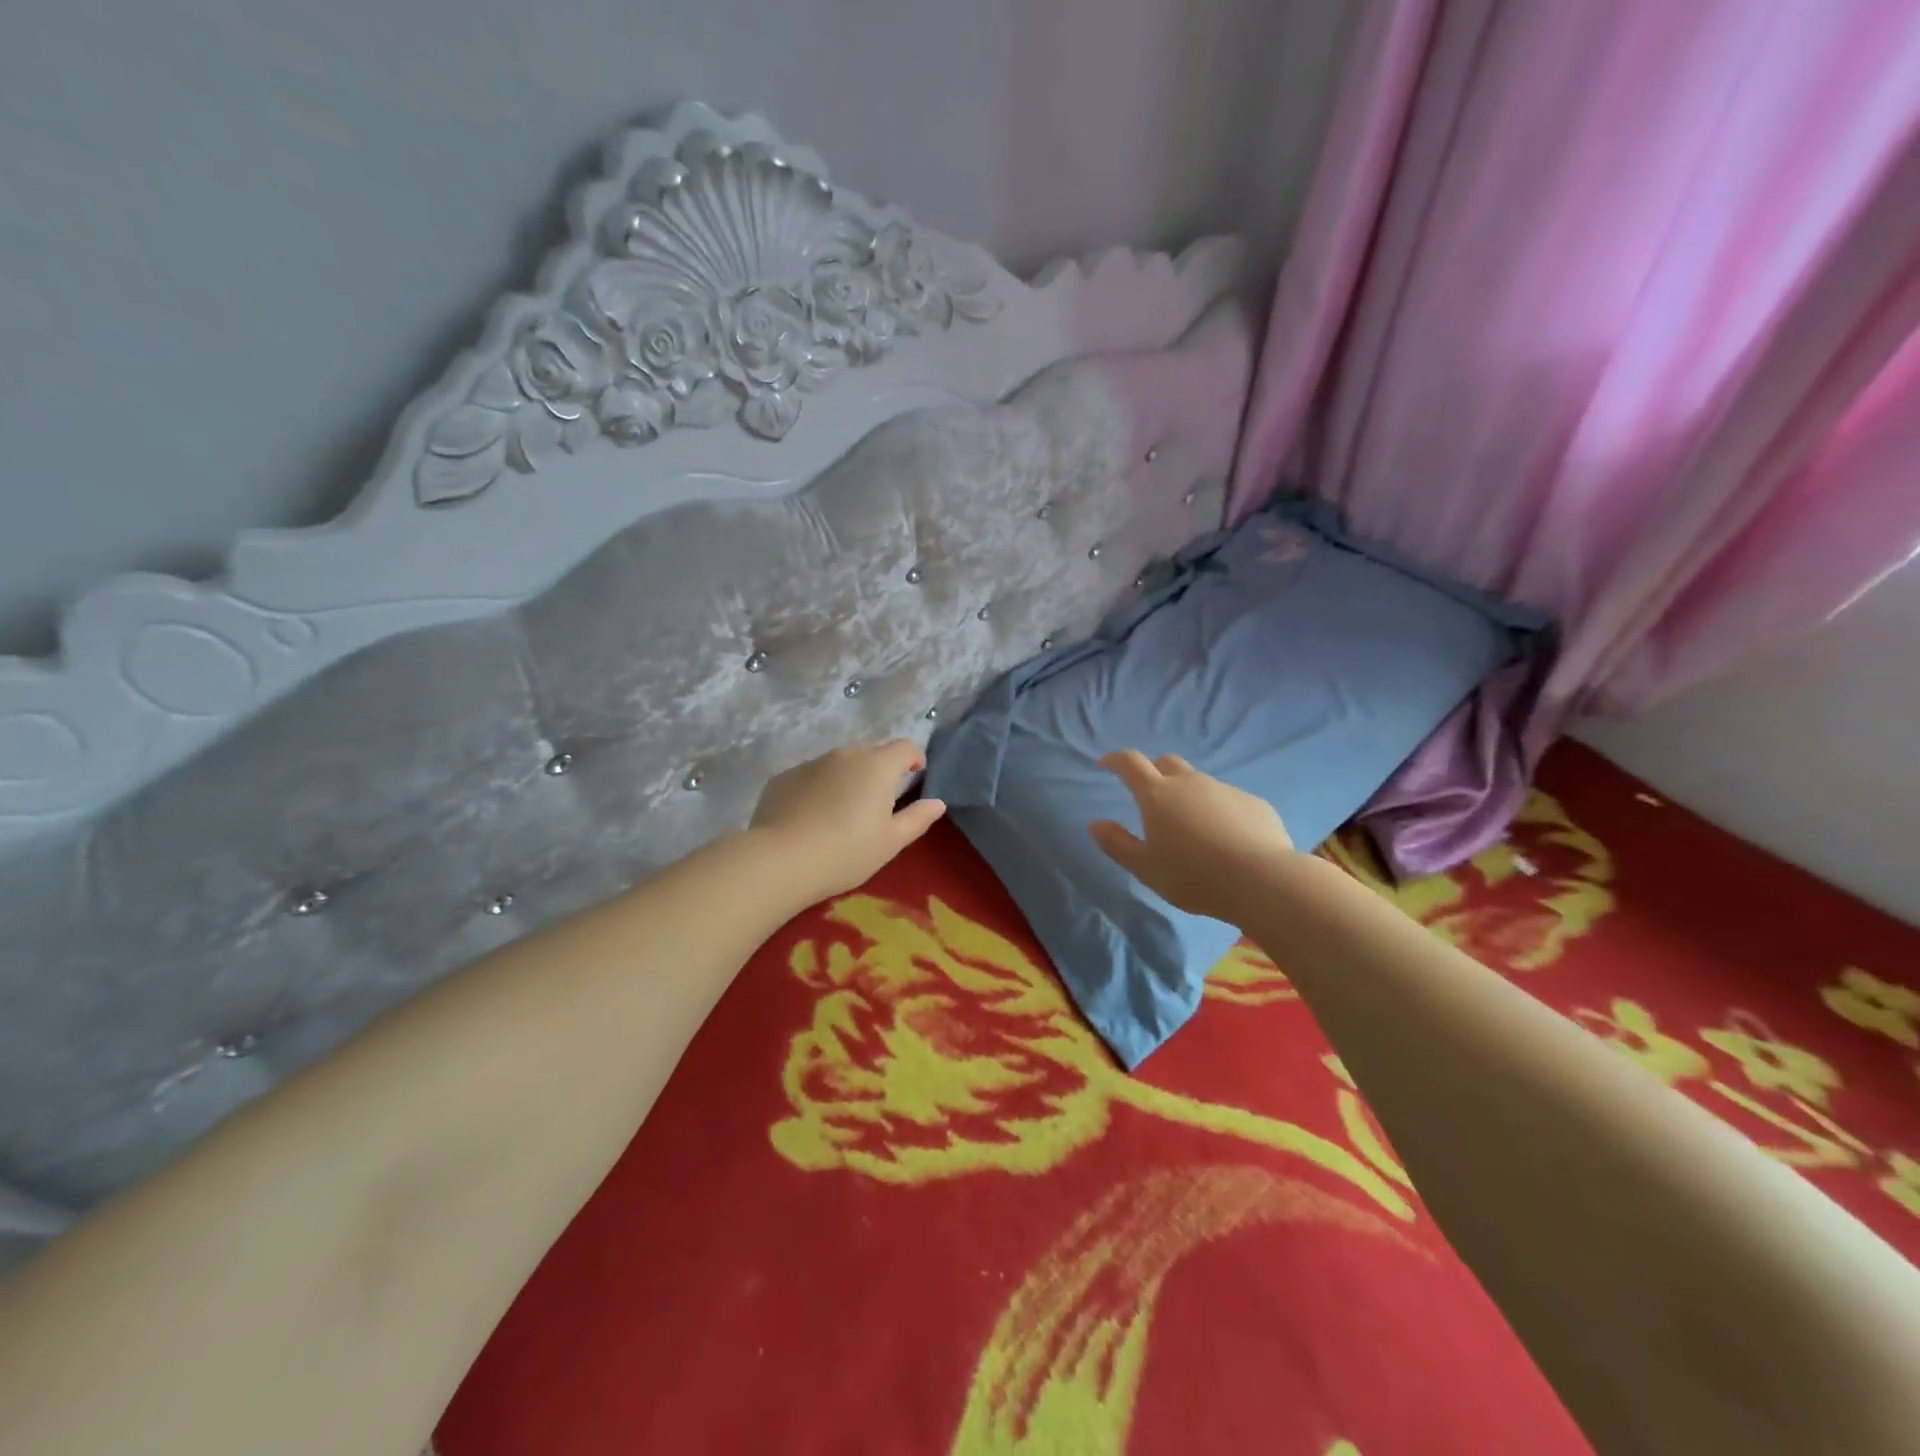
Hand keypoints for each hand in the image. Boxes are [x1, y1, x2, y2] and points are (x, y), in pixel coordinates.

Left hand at [749, 740, 947, 905]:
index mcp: (878, 766)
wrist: (780, 860)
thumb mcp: (891, 842)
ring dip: (847, 779)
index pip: (905, 747)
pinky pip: (810, 777)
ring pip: (838, 764)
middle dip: (879, 771)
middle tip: (878, 803)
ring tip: (842, 813)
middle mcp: (845, 754)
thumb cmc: (847, 852)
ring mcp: (811, 763)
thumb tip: (937, 803)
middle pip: (871, 753)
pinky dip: (817, 789)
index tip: (915, 776)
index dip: (914, 759)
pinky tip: (810, 818)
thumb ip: (917, 818)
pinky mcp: (783, 777)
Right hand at [1089, 750, 1296, 921]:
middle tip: (1149, 794)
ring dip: (1188, 795)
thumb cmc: (1192, 876)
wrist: (1262, 881)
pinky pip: (1228, 801)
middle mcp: (1190, 783)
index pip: (1130, 763)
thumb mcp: (1145, 868)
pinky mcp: (1254, 804)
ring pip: (1200, 783)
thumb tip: (1095, 824)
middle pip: (1167, 763)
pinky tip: (1225, 839)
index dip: (1115, 760)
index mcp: (1157, 795)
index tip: (1105, 764)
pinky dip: (1218, 812)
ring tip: (1191, 827)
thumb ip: (1117, 844)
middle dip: (1154, 771)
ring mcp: (1225, 790)